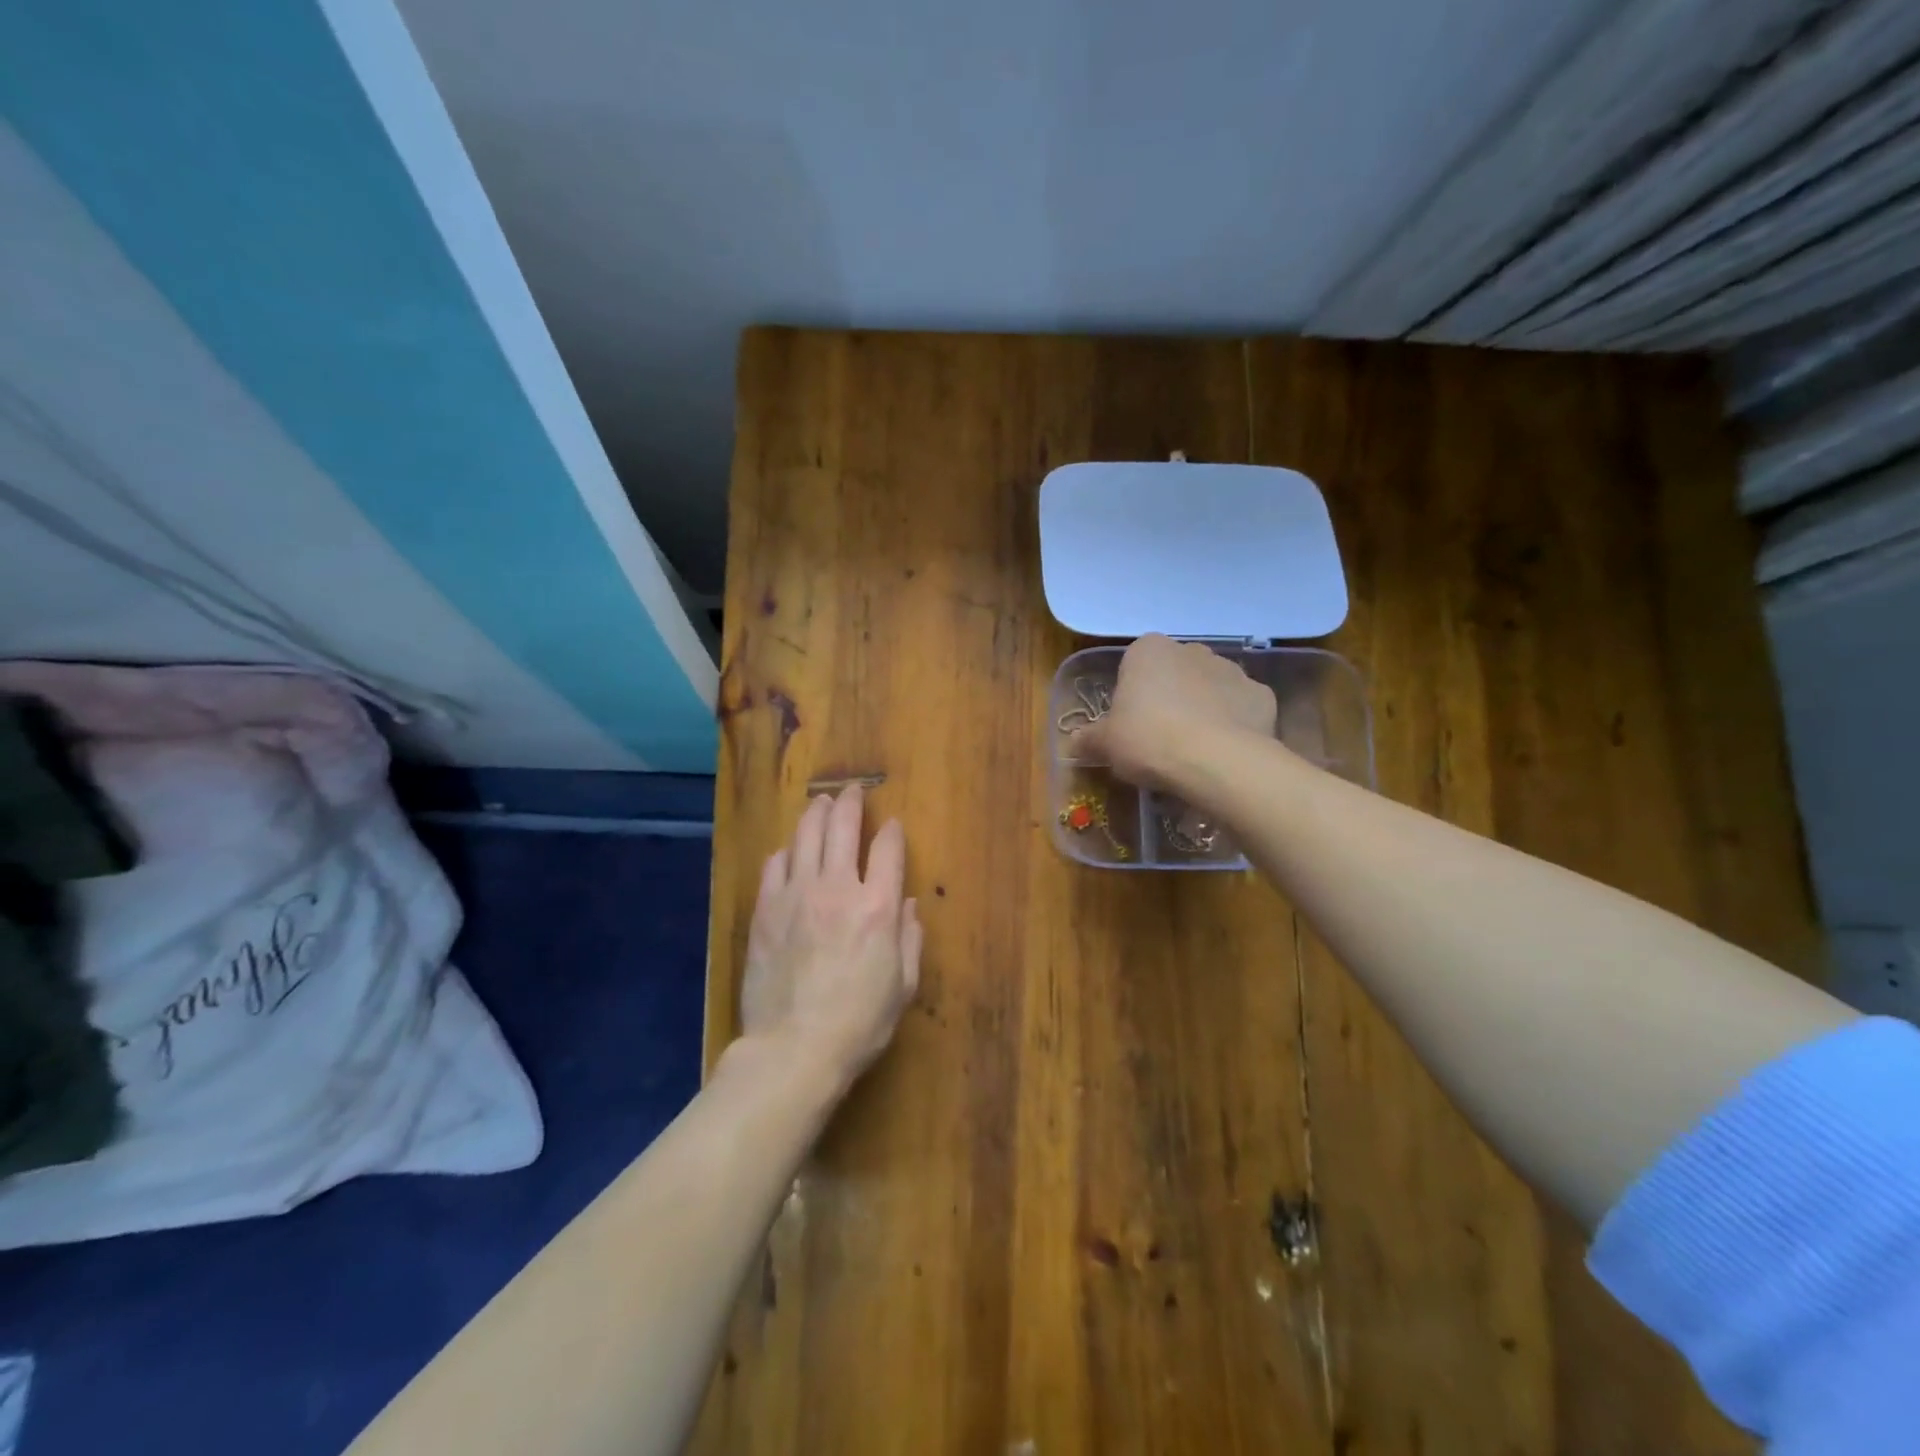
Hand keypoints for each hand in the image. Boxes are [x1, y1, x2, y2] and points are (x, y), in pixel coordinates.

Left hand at [740, 786, 921, 1085]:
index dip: (891, 831)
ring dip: (815, 814)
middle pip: (842, 828)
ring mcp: (795, 896)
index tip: (891, 824)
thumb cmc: (860, 1023)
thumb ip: (910, 938)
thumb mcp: (903, 986)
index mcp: (877, 907)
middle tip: (851, 791)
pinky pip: (774, 866)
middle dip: (850, 803)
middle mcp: (837, 889)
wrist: (794, 1049)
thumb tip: (907, 905)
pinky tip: (789, 851)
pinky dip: (785, 852)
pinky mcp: (765, 911)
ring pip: (805, 837)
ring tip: (820, 803)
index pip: (887, 849)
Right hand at [1073, 633, 1276, 787]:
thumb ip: (1089, 738)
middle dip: (1168, 698)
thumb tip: (1075, 741)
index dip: (1131, 697)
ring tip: (1192, 751)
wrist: (1215, 761)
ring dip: (1202, 709)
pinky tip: (1223, 752)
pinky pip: (1240, 709)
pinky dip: (1233, 725)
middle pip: (1174, 674)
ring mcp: (1232, 670)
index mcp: (1149, 651)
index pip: (1134, 666)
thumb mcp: (1106, 744)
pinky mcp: (1262, 695)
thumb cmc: (1148, 740)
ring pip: (1209, 689)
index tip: (1130, 726)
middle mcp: (1192, 650)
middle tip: (1158, 739)